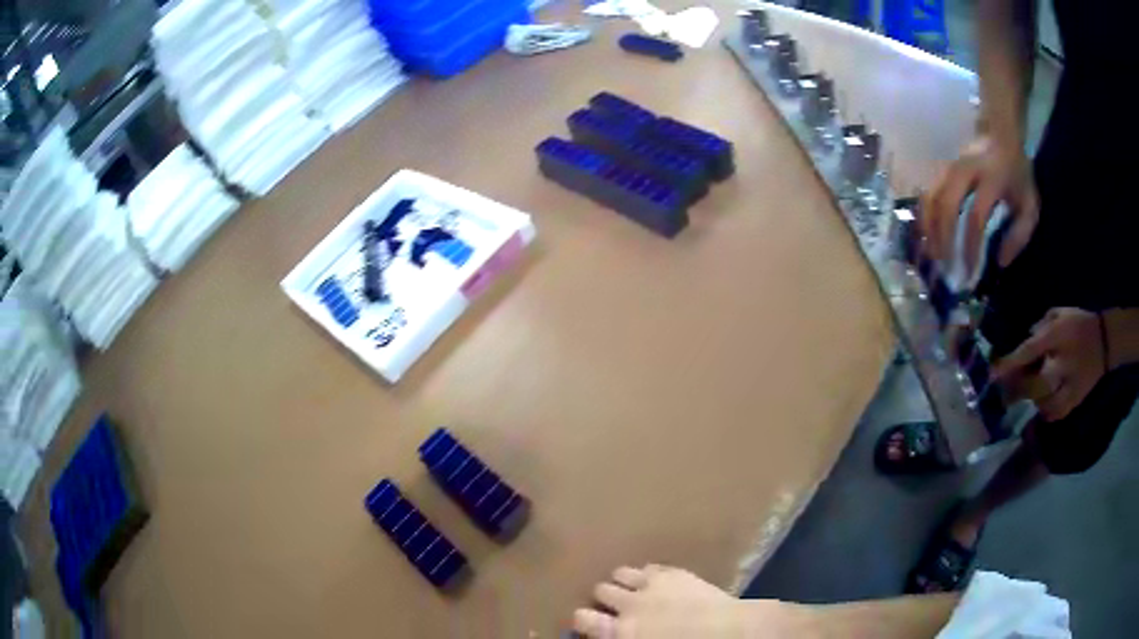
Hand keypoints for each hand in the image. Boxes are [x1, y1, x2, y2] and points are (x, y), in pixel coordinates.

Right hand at [573, 564, 805, 637]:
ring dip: (622, 581)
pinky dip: (647, 573)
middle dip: (604, 598)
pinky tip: (654, 580)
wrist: (727, 632)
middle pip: (600, 590)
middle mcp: (628, 604)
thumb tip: (613, 636)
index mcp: (620, 632)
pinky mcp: (673, 572)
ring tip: (631, 589)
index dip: (582, 619)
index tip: (586, 620)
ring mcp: (651, 584)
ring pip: (620, 573)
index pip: (582, 618)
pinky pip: (649, 566)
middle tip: (613, 605)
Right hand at [921, 136, 1038, 275]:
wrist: (1000, 135)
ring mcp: (950, 167)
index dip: (971, 245)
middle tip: (945, 266)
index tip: (970, 270)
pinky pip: (928, 194)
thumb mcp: (1029, 206)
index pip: (977, 215)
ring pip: (933, 197)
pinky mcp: (941, 169)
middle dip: (944, 238)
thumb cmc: (1017, 176)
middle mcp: (967, 170)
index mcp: (992, 179)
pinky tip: (927, 237)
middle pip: (948, 204)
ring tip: (932, 255)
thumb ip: (1019, 235)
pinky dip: (925, 217)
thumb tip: (1000, 261)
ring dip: (930, 228)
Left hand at [993, 308, 1107, 421]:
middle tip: (1006, 390)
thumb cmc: (1080, 323)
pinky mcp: (1075, 400)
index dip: (1009, 364)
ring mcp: (1069, 385)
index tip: (992, 374)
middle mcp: (1061, 363)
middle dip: (1017, 389)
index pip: (1028, 352)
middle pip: (1033, 385)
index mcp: (1056, 337)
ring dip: (1032, 399)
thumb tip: (1026, 339)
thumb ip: (1041, 326)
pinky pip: (1055, 413)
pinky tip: (1043, 404)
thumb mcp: (1059, 314)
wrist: (1105, 341)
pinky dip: (1045, 411)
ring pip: (1042, 402)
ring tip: (1028, 392)